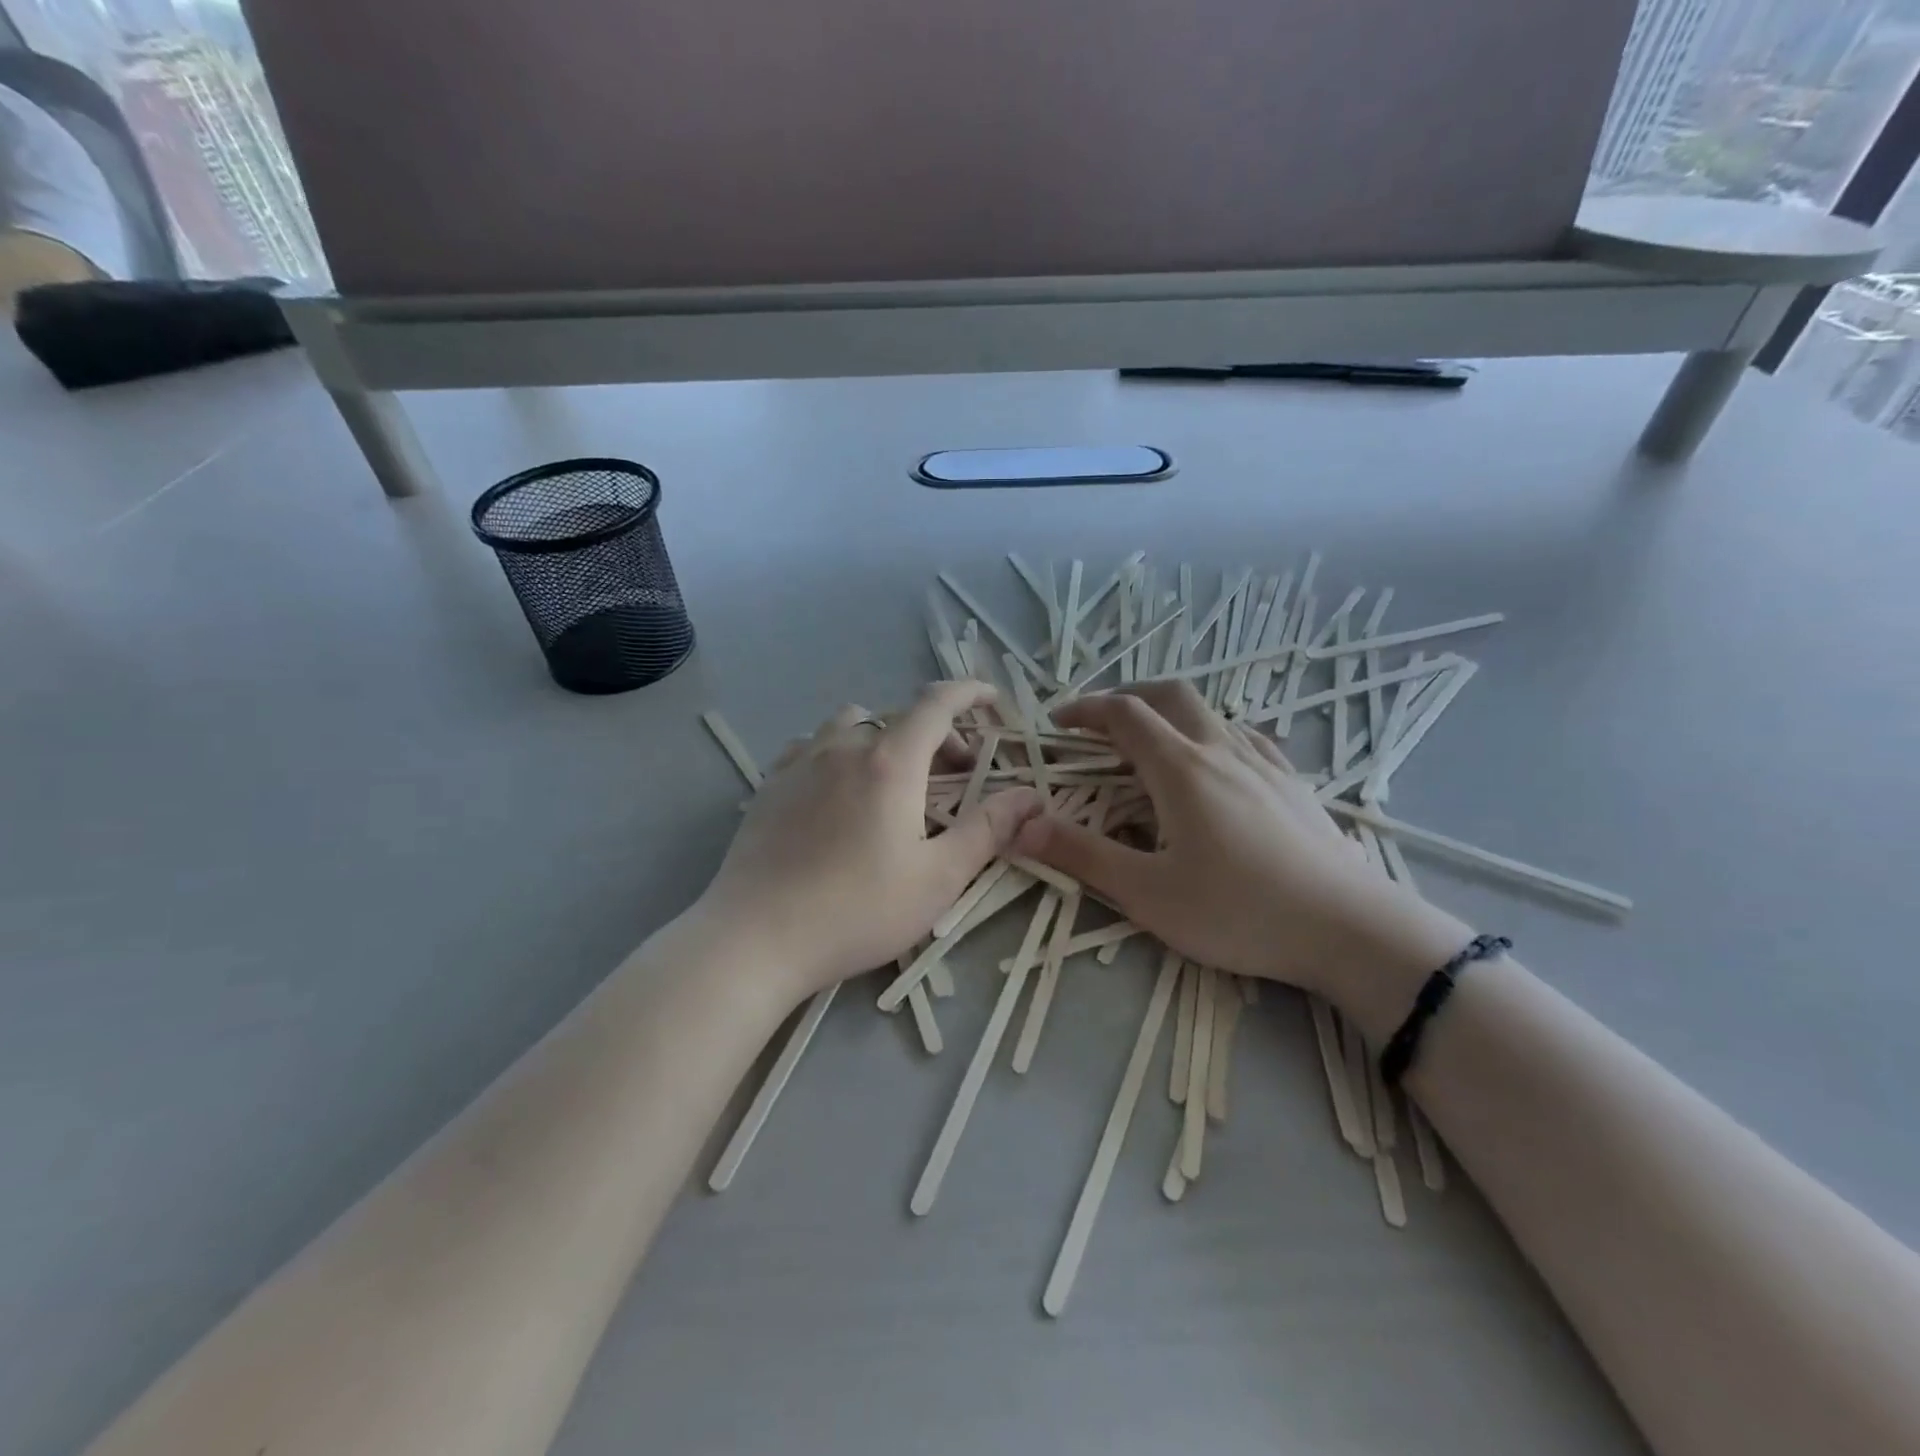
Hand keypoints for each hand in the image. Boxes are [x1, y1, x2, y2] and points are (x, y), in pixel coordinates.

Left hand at [697, 681, 1040, 1001]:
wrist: (755, 938)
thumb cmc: (857, 910)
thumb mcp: (938, 878)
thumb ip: (988, 830)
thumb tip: (1031, 796)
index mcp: (890, 762)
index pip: (937, 703)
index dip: (970, 693)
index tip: (993, 700)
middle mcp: (843, 747)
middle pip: (900, 717)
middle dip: (937, 734)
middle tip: (956, 776)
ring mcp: (800, 762)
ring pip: (852, 724)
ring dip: (885, 738)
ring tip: (894, 779)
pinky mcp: (770, 785)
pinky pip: (812, 746)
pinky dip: (840, 752)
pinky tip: (838, 791)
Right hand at [1010, 683, 1466, 1006]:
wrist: (1350, 930)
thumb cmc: (1239, 912)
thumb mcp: (1147, 893)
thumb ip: (1082, 855)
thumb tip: (1020, 826)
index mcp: (1181, 769)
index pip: (1124, 715)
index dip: (1085, 709)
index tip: (1057, 722)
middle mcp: (1222, 750)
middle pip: (1170, 695)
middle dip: (1128, 695)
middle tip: (1100, 721)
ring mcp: (1265, 763)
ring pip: (1211, 713)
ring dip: (1171, 713)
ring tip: (1153, 744)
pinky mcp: (1294, 784)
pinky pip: (1246, 737)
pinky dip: (1213, 733)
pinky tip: (1217, 763)